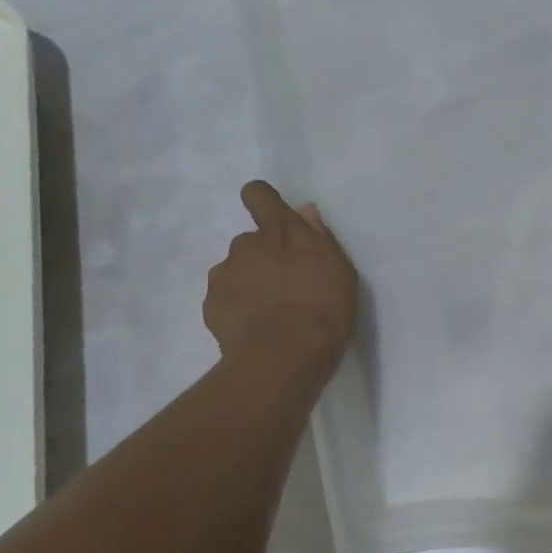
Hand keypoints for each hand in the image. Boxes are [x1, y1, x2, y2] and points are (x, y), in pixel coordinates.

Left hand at [203, 181, 358, 375]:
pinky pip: (224, 298)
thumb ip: (320, 238)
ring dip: (250, 282)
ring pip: (236, 270)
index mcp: (281, 232)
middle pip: (251, 240)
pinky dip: (237, 307)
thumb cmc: (323, 310)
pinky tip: (255, 327)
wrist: (283, 357)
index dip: (263, 202)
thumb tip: (305, 212)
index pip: (259, 195)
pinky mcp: (211, 305)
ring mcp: (224, 275)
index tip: (273, 218)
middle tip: (287, 286)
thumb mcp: (340, 271)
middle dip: (265, 256)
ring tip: (271, 312)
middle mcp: (246, 246)